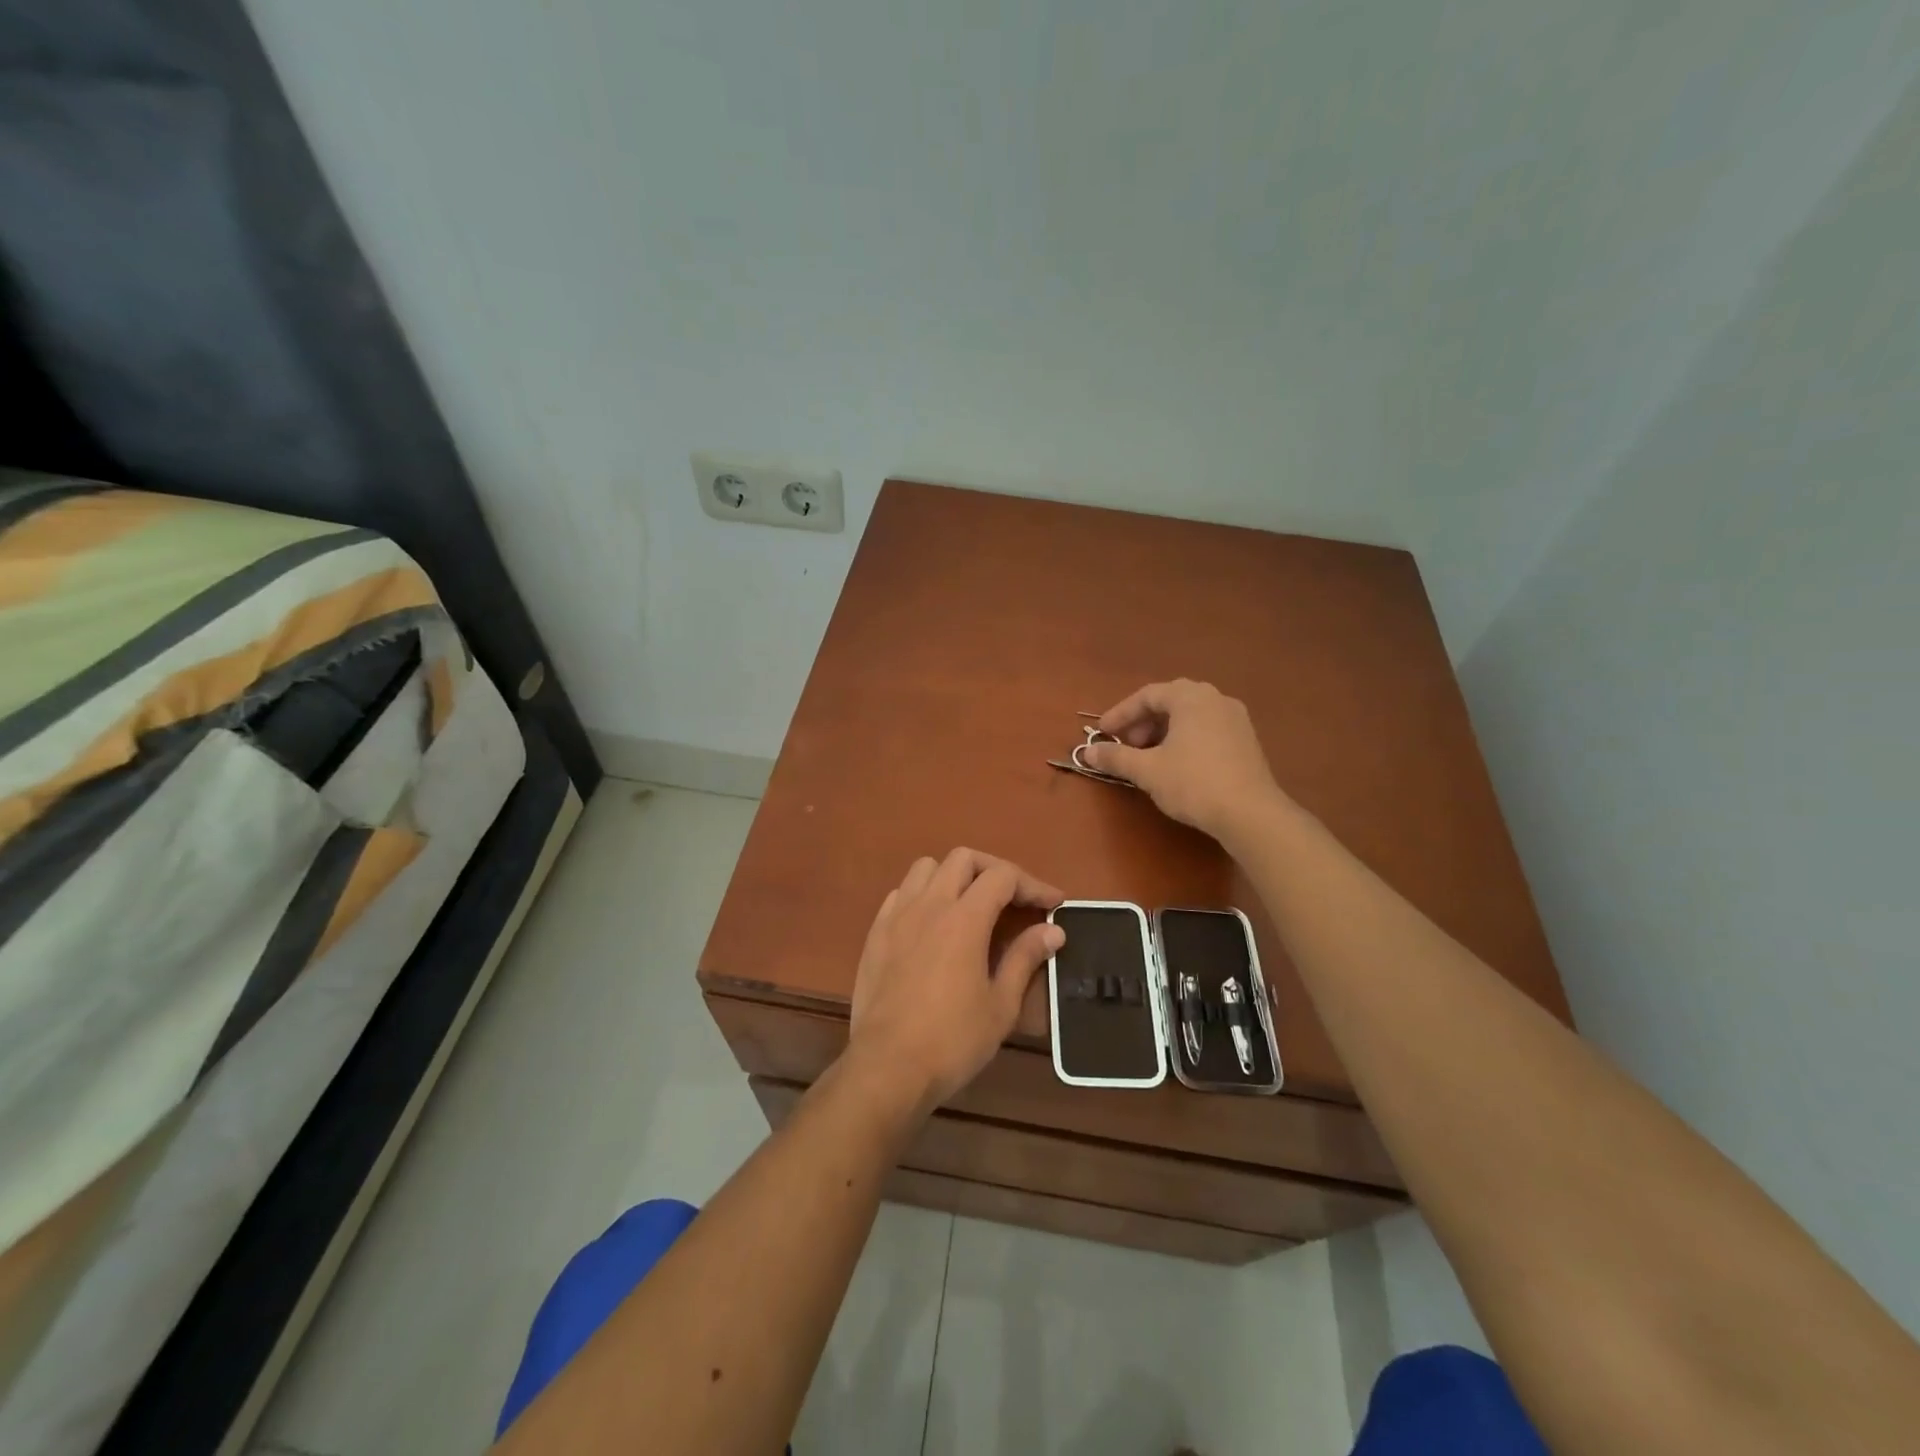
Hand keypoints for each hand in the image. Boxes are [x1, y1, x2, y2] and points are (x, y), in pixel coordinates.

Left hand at [846, 849, 1063, 1112]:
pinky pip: (901, 893)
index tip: (1053, 904)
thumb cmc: (952, 1040)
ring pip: (926, 868)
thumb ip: (1025, 958)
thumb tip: (1053, 930)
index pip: (1003, 876)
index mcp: (964, 918)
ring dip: (954, 876)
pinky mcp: (876, 933)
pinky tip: (932, 923)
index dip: (1033, 884)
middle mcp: (929, 904)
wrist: (887, 1067)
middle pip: (964, 859)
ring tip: (971, 904)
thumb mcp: (1000, 1005)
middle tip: (1014, 899)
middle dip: (995, 870)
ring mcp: (897, 916)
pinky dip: (923, 895)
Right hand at [1082, 679, 1287, 842]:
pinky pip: (1206, 729)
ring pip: (1189, 716)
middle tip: (1125, 745)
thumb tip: (1088, 753)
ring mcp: (1235, 719)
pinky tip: (1175, 764)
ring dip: (1162, 732)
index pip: (1147, 695)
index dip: (1120, 714)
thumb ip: (1116, 757)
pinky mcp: (1246, 741)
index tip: (1103, 734)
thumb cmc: (1193, 782)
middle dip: (1142, 722)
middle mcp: (1215, 699)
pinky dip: (1184, 739)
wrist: (1250, 813)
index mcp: (1191, 697)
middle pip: (1170, 702)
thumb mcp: (1147, 770)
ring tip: (1147, 757)